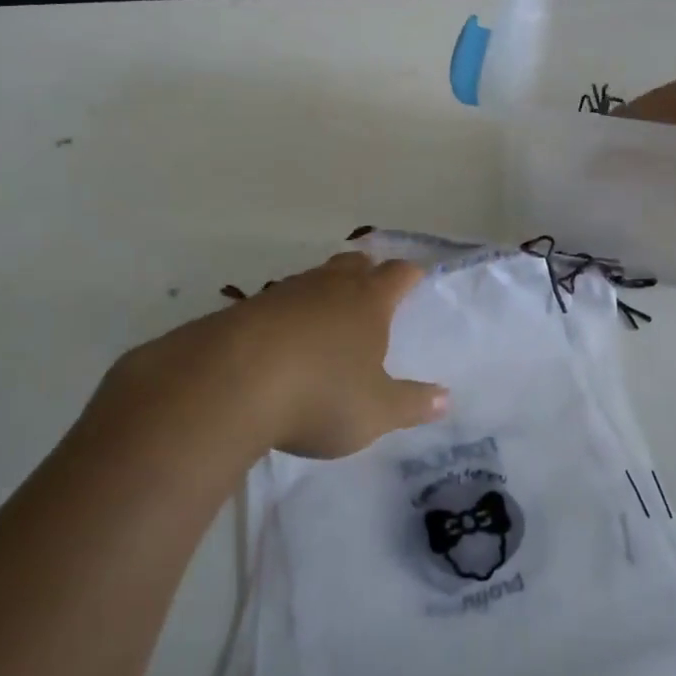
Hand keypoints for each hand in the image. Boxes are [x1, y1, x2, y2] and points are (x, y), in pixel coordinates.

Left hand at [100, 253, 446, 461]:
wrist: (229, 383)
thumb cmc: (320, 394)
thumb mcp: (375, 411)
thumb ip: (412, 404)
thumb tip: (447, 398)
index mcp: (368, 301)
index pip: (397, 274)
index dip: (409, 274)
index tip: (415, 277)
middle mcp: (328, 286)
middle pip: (353, 265)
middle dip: (366, 272)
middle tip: (372, 286)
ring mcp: (284, 293)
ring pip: (313, 280)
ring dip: (324, 291)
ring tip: (327, 315)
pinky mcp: (245, 309)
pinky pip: (277, 303)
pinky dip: (287, 314)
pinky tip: (281, 339)